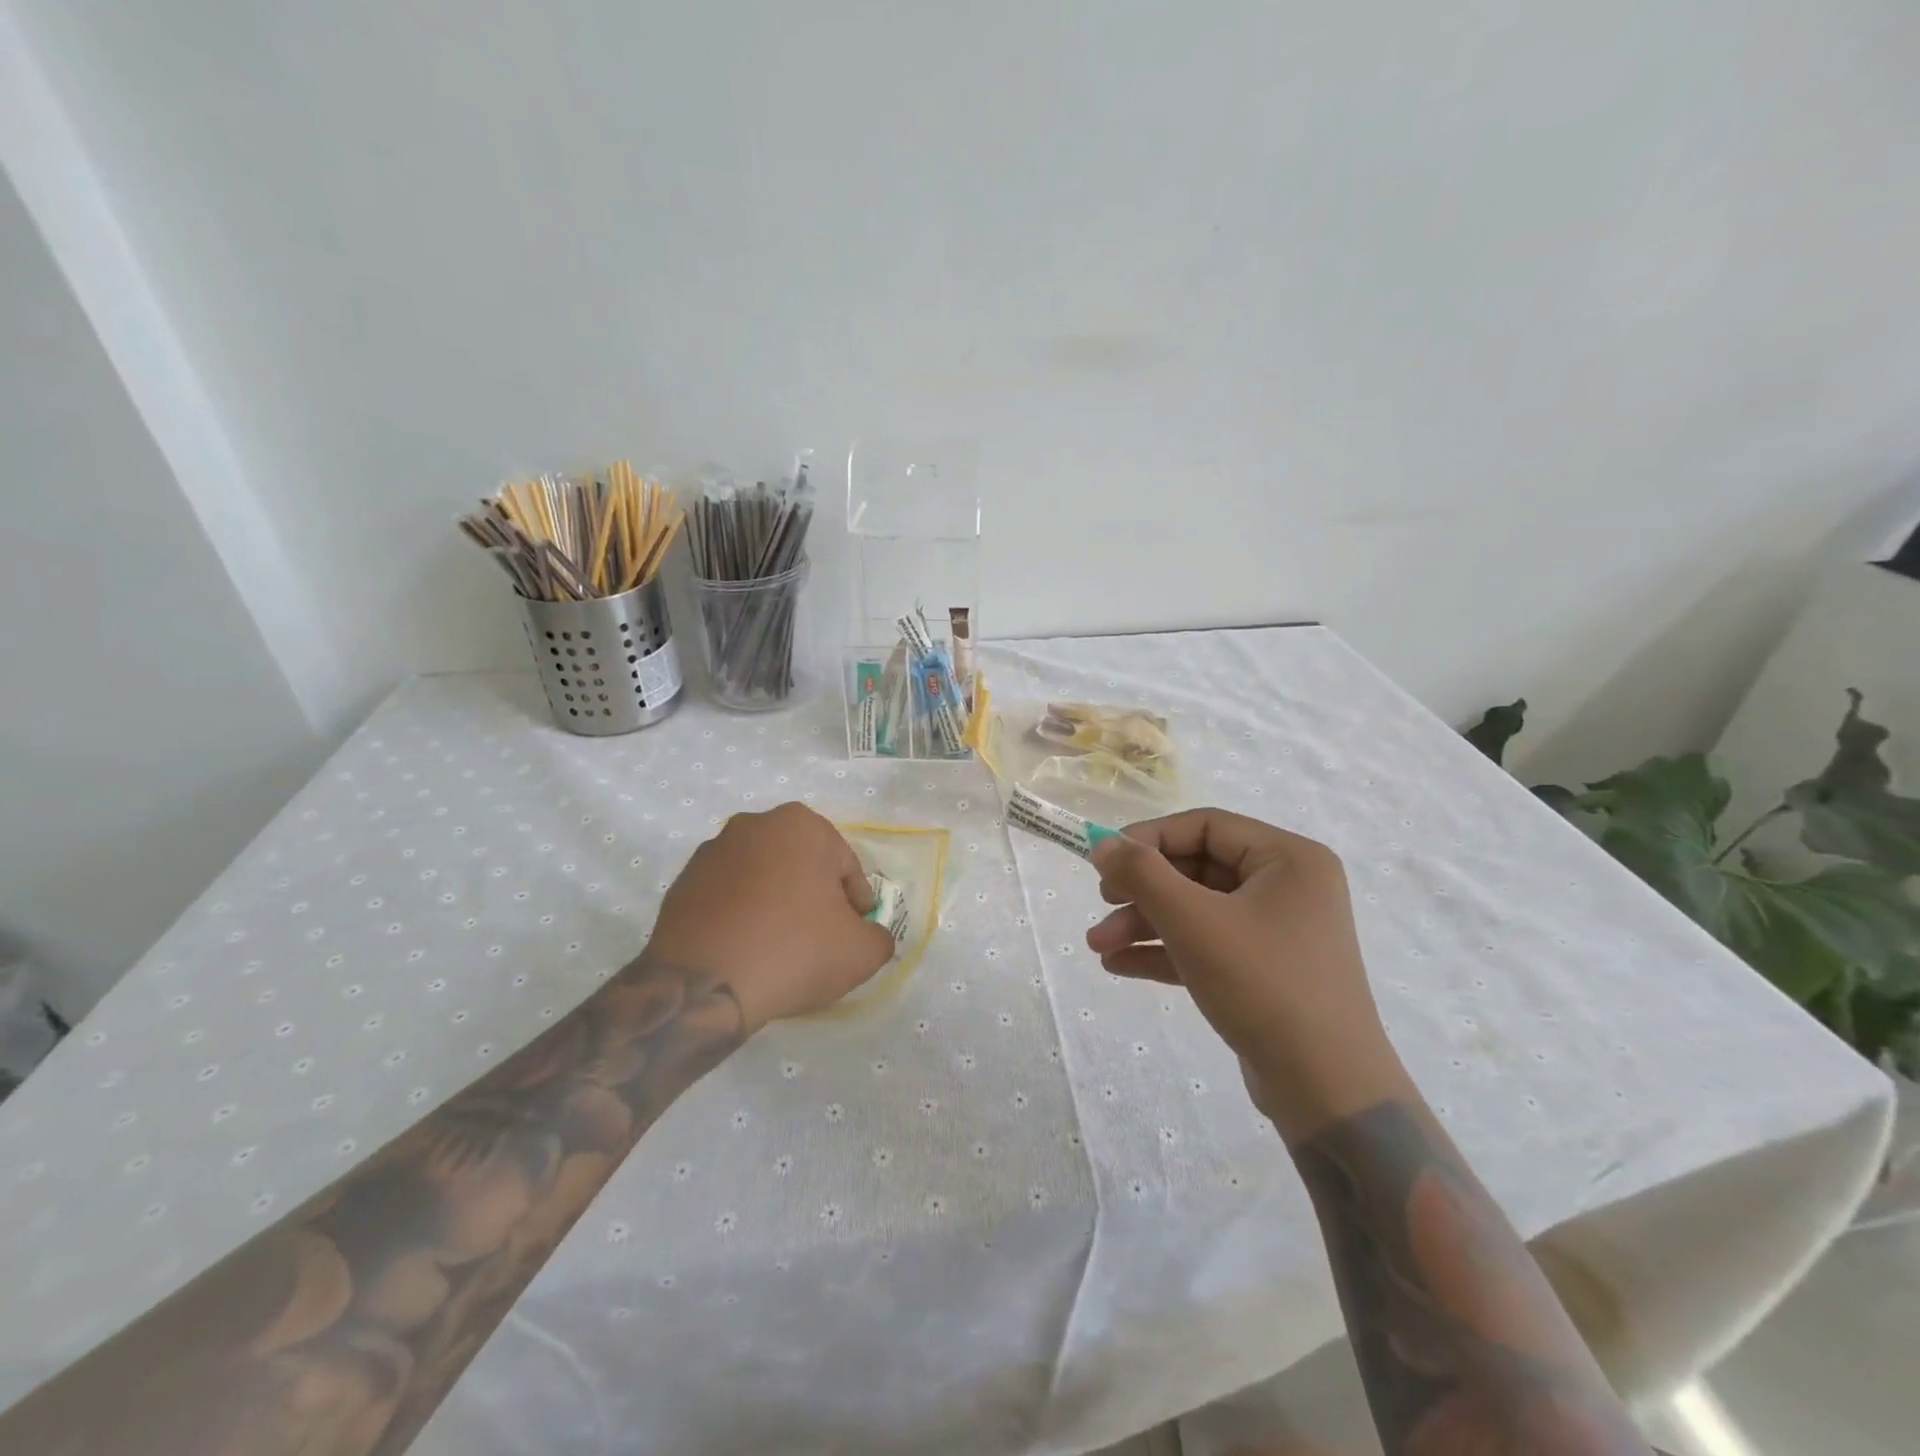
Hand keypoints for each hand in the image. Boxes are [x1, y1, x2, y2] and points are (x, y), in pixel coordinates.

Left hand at [649, 803, 895, 1032]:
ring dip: (775, 903)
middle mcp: (755, 825)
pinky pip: (728, 896)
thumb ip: (878, 936)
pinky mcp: (682, 882)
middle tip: (819, 939)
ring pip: (763, 877)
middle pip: (802, 865)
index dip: (855, 903)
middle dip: (813, 896)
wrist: (702, 986)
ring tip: (779, 947)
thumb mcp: (862, 952)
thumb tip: (867, 935)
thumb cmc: (794, 951)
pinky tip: (746, 949)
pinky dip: (741, 915)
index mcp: (802, 825)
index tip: (853, 932)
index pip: (845, 866)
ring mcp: (712, 851)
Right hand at [1087, 809, 1411, 1140]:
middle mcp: (1288, 886)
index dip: (1150, 838)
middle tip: (1102, 904)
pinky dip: (1166, 951)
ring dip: (1145, 924)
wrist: (1328, 1092)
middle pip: (1198, 869)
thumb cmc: (1263, 986)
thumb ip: (1143, 875)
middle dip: (1142, 891)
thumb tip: (1103, 844)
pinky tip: (1119, 965)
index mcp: (1288, 859)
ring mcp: (1278, 931)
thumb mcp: (1194, 922)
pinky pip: (1208, 945)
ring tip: (1097, 946)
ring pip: (1197, 910)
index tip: (1105, 859)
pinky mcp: (1265, 971)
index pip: (1206, 826)